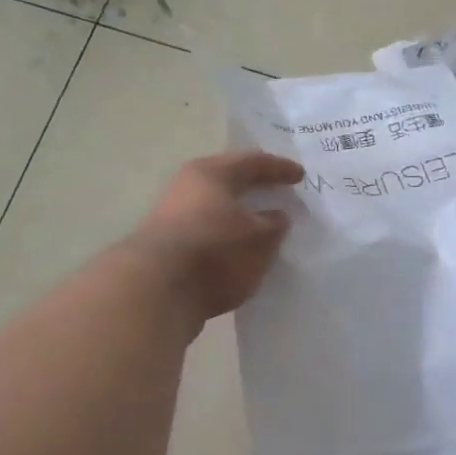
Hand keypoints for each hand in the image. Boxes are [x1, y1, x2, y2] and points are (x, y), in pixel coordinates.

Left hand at [124, 152, 304, 325]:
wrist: (154, 292)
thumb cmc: (214, 252)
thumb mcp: (259, 239)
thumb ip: (274, 225)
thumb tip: (276, 216)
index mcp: (211, 173)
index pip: (253, 162)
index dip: (280, 168)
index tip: (301, 176)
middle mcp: (188, 187)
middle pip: (229, 182)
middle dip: (256, 188)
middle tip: (280, 194)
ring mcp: (172, 217)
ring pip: (216, 209)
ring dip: (240, 217)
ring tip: (264, 228)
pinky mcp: (166, 247)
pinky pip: (207, 234)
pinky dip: (226, 239)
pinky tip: (239, 253)